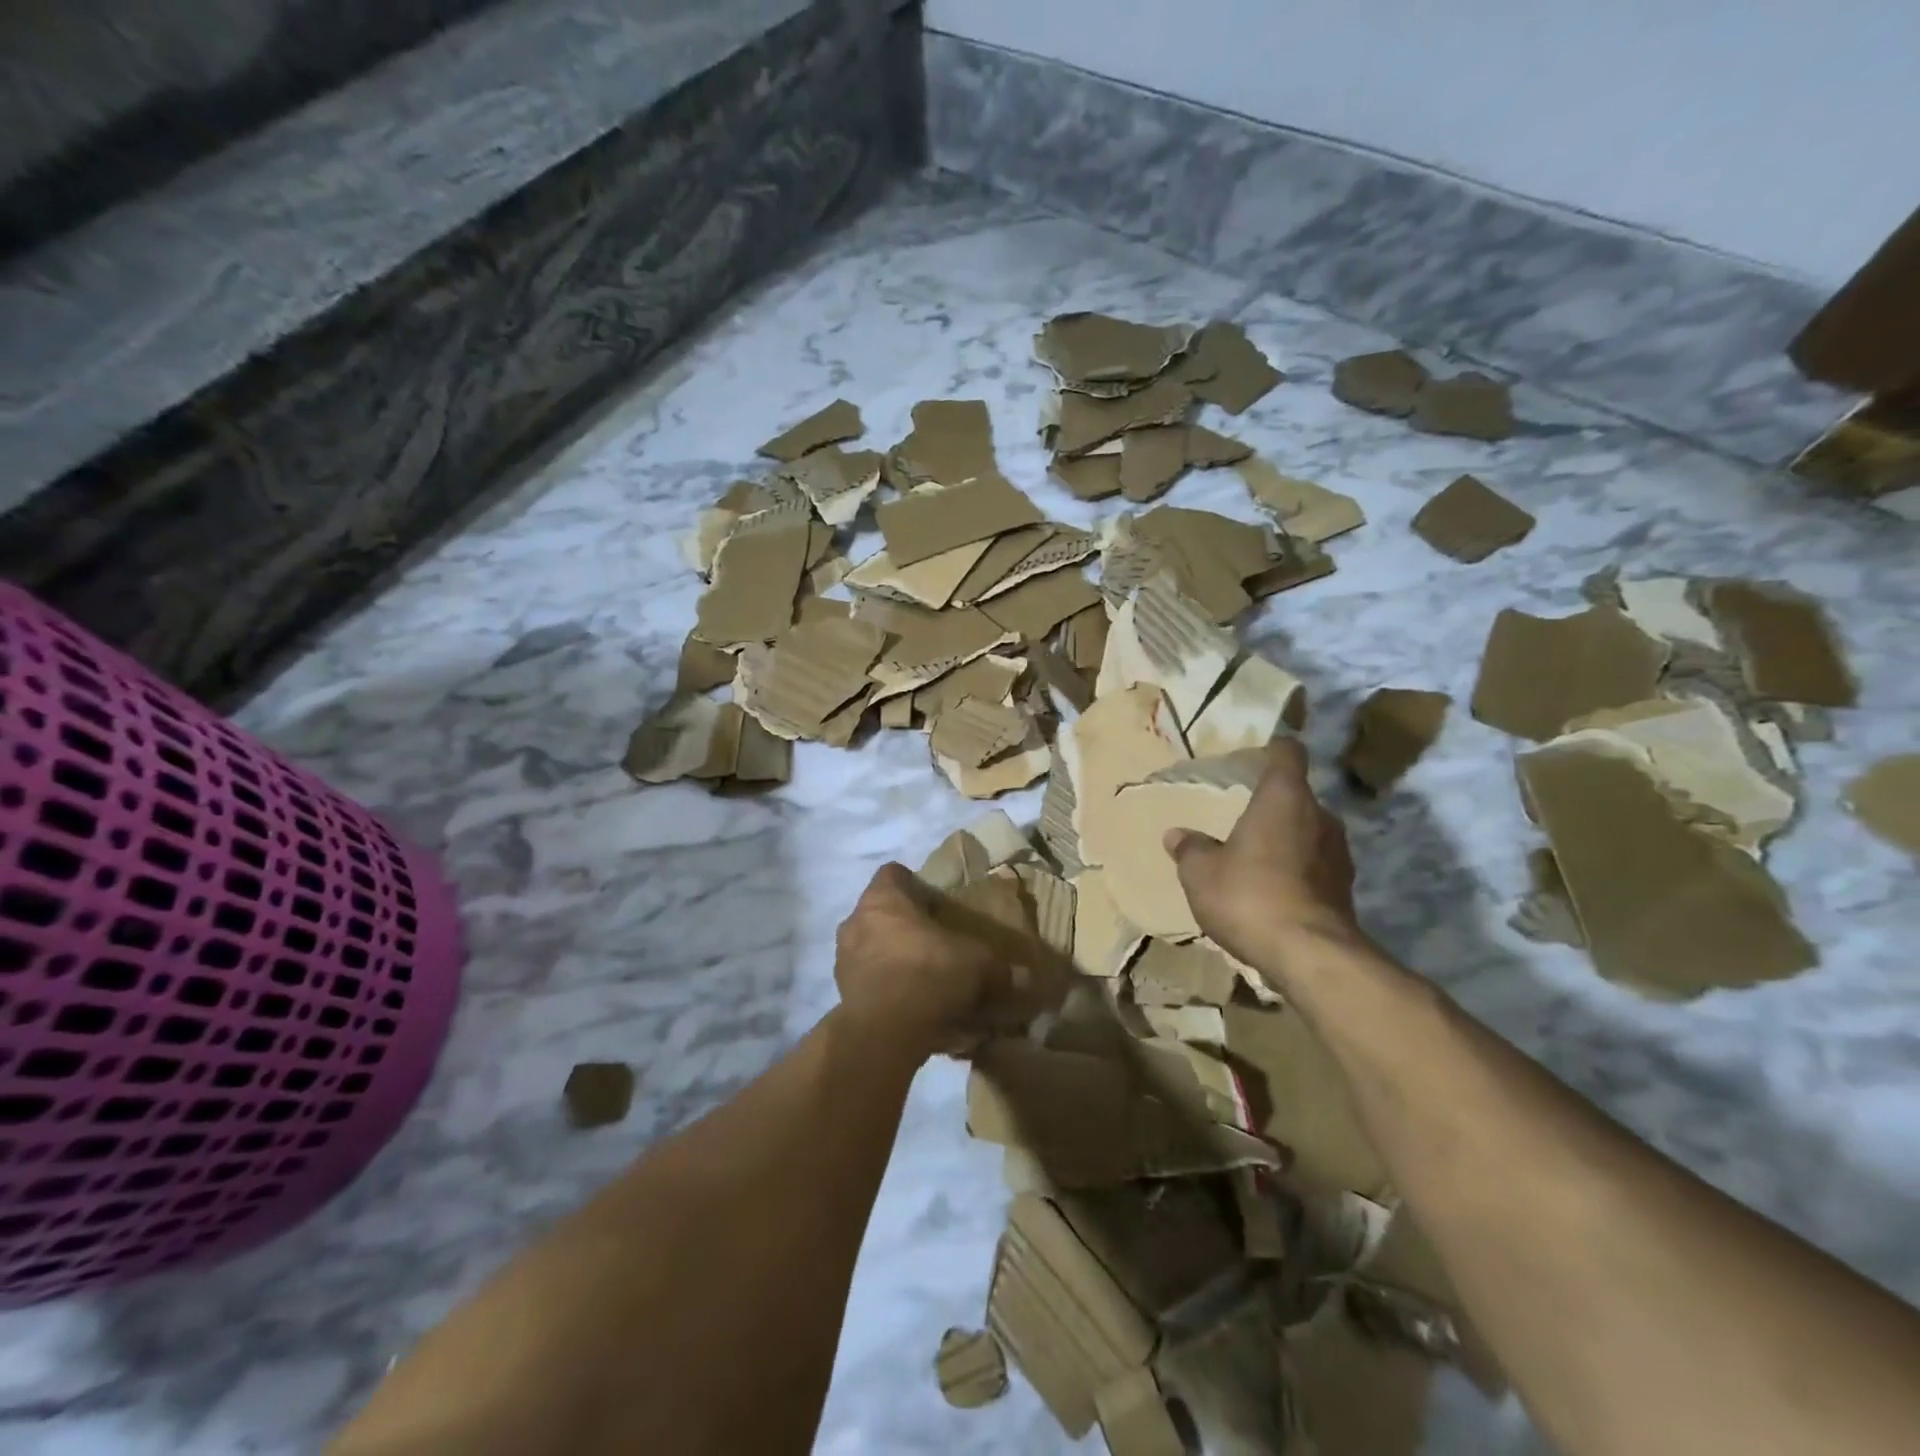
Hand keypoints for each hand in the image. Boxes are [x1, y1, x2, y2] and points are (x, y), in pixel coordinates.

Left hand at [834, 863, 1017, 1062]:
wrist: (884, 1032)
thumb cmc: (928, 974)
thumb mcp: (977, 964)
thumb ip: (998, 967)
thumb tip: (1024, 977)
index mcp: (883, 898)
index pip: (893, 874)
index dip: (914, 883)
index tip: (935, 901)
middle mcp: (856, 920)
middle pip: (881, 911)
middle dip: (904, 924)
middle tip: (935, 941)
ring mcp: (843, 958)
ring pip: (870, 946)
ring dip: (891, 957)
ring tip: (922, 977)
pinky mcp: (841, 993)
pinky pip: (868, 980)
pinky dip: (885, 987)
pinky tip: (910, 1005)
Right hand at [1165, 738, 1361, 986]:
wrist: (1309, 955)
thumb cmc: (1249, 895)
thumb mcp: (1201, 872)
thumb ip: (1190, 848)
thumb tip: (1176, 834)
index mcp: (1284, 798)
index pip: (1288, 754)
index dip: (1274, 749)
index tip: (1259, 754)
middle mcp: (1319, 817)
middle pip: (1298, 797)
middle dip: (1274, 805)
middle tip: (1244, 819)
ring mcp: (1339, 854)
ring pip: (1309, 833)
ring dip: (1286, 841)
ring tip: (1256, 858)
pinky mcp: (1345, 889)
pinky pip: (1316, 867)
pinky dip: (1297, 872)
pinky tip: (1273, 892)